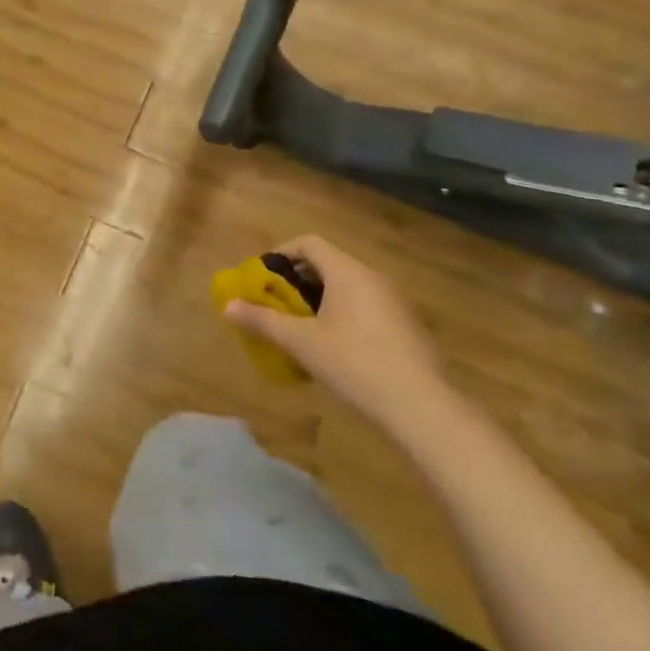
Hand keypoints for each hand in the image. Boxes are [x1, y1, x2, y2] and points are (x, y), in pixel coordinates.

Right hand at [224, 234, 447, 426]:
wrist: (422, 407)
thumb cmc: (354, 363)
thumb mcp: (301, 342)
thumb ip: (263, 320)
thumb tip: (227, 306)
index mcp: (348, 272)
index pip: (309, 243)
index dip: (282, 254)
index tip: (264, 277)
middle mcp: (373, 278)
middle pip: (328, 264)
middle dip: (298, 281)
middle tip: (278, 305)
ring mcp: (395, 302)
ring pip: (348, 287)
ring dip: (321, 299)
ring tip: (302, 328)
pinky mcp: (407, 327)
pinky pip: (366, 307)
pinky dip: (344, 315)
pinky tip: (336, 349)